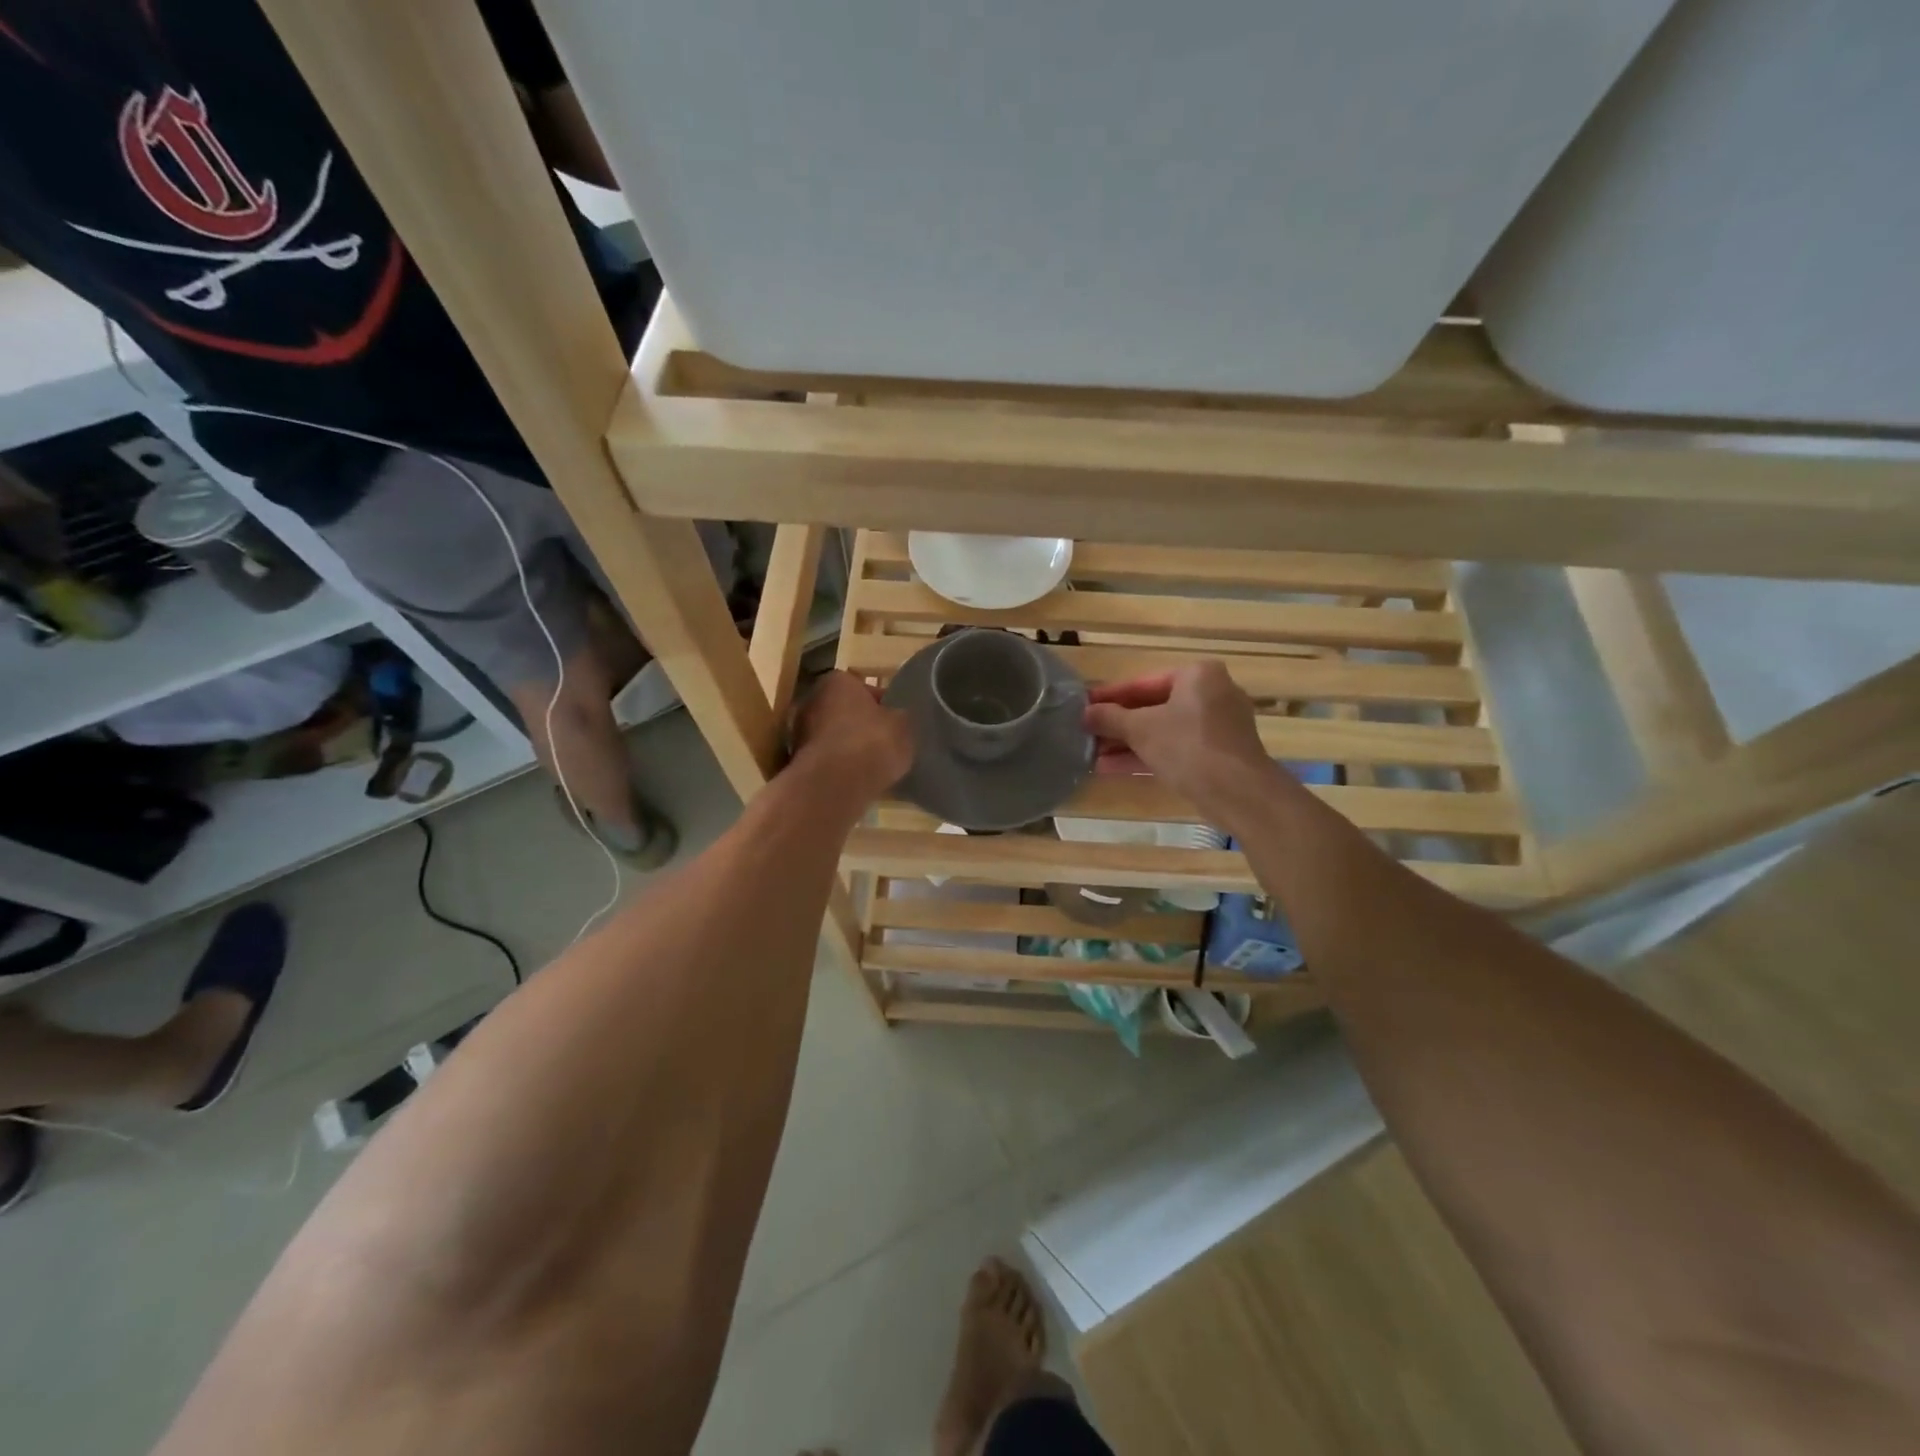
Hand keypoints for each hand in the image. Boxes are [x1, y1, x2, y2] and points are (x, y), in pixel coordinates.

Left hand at [788, 670, 913, 807]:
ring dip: (846, 746)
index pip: (862, 687)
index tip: (893, 720)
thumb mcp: (903, 726)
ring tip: (870, 764)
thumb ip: (898, 717)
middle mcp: (811, 700)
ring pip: (831, 736)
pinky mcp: (797, 762)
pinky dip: (837, 766)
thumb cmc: (873, 743)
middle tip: (881, 741)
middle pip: (842, 710)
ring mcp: (799, 731)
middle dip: (859, 724)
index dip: (880, 704)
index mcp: (837, 681)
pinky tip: (855, 779)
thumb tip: (896, 719)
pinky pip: (825, 759)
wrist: (836, 785)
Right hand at [1084, 663, 1286, 826]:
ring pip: (1164, 730)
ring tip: (1094, 754)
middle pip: (1154, 706)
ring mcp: (1219, 725)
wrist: (1237, 791)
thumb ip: (1110, 718)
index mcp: (1197, 675)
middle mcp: (1212, 693)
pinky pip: (1177, 747)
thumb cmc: (1187, 746)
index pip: (1142, 683)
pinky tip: (1115, 767)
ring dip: (1129, 743)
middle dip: (1119, 724)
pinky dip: (1149, 754)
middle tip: (1088, 733)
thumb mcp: (1140, 729)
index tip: (1085, 706)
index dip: (1110, 697)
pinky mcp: (1219, 752)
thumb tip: (1085, 713)